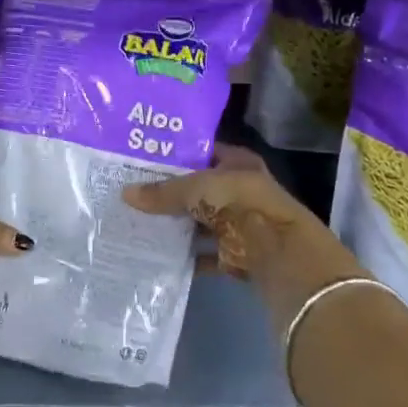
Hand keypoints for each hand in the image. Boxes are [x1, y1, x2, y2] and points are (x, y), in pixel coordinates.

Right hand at [120, 144, 319, 278]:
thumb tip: (125, 193)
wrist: (281, 256)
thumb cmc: (241, 205)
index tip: (145, 157)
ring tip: (138, 220)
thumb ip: (163, 192)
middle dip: (171, 191)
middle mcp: (240, 190)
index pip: (203, 150)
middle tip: (133, 189)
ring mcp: (239, 224)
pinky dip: (186, 256)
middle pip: (200, 188)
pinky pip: (204, 254)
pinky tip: (158, 254)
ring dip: (177, 225)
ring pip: (201, 221)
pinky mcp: (237, 254)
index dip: (177, 153)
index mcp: (238, 163)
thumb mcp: (197, 189)